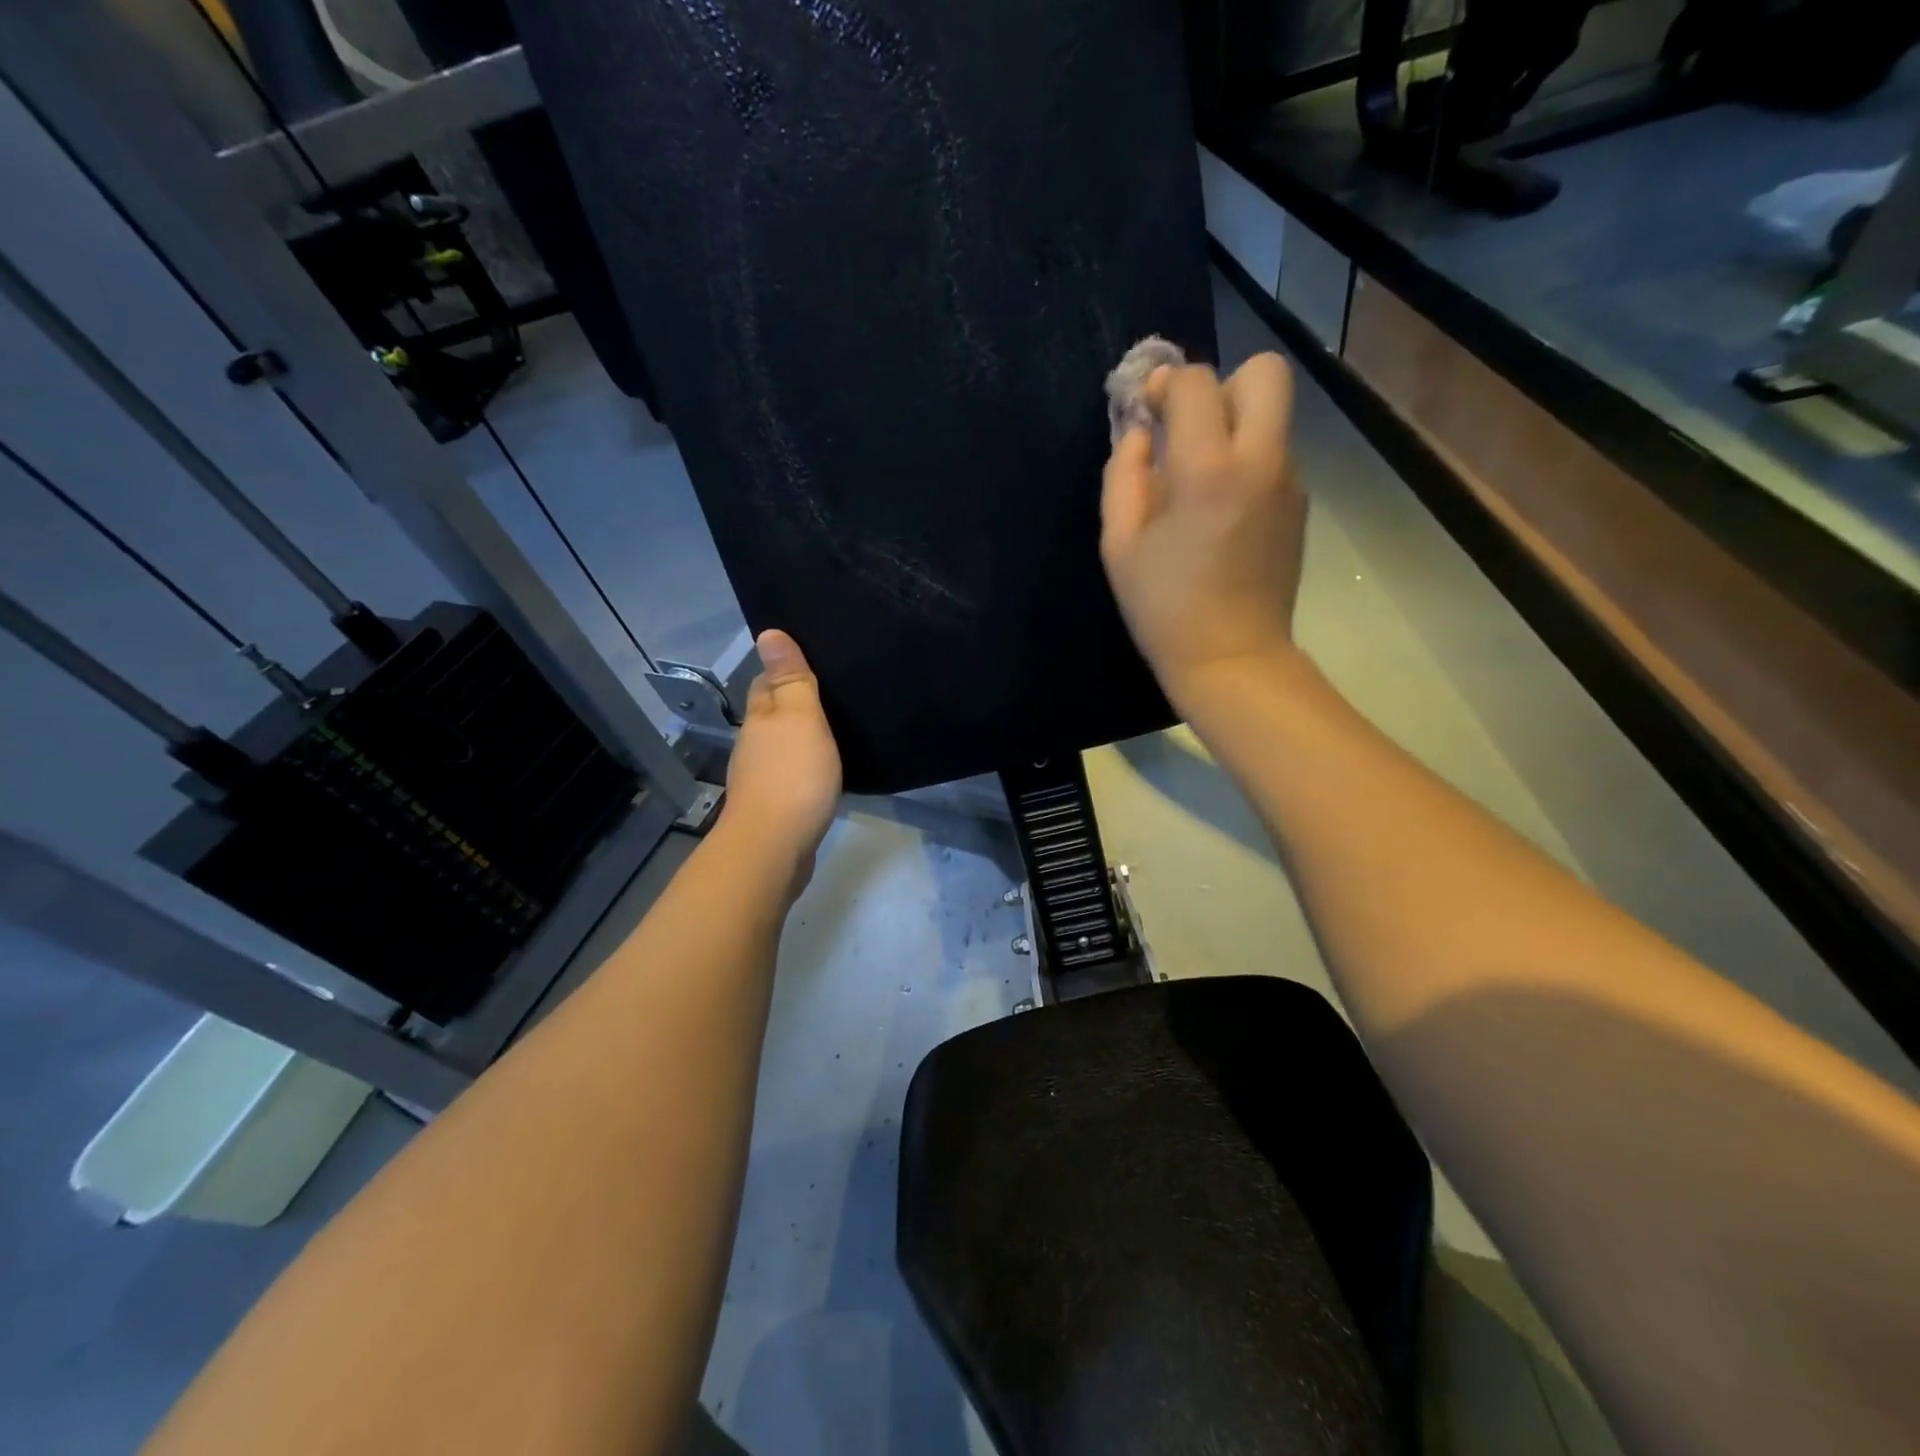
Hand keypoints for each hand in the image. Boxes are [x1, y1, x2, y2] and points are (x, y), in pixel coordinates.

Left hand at [724, 629, 842, 865]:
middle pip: (771, 716)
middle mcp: (753, 746)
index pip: (765, 683)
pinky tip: (823, 774)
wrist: (774, 848)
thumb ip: (790, 678)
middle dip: (792, 705)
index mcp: (760, 719)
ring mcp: (760, 780)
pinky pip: (790, 778)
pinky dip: (803, 771)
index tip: (811, 664)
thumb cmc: (792, 776)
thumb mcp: (800, 717)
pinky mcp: (773, 809)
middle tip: (831, 696)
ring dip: (799, 740)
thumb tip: (767, 632)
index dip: (782, 671)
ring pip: (780, 748)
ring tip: (833, 733)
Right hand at [1099, 353, 1305, 705]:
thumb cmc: (1164, 607)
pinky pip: (1274, 455)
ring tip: (1199, 479)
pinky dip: (1247, 461)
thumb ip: (1123, 475)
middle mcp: (1261, 460)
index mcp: (1208, 469)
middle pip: (1263, 372)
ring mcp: (1289, 481)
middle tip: (1188, 429)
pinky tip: (1220, 510)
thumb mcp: (1119, 544)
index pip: (1196, 382)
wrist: (1232, 657)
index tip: (1147, 410)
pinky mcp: (1300, 505)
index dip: (1165, 385)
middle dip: (1220, 385)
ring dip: (1234, 426)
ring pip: (1272, 415)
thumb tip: (1139, 433)